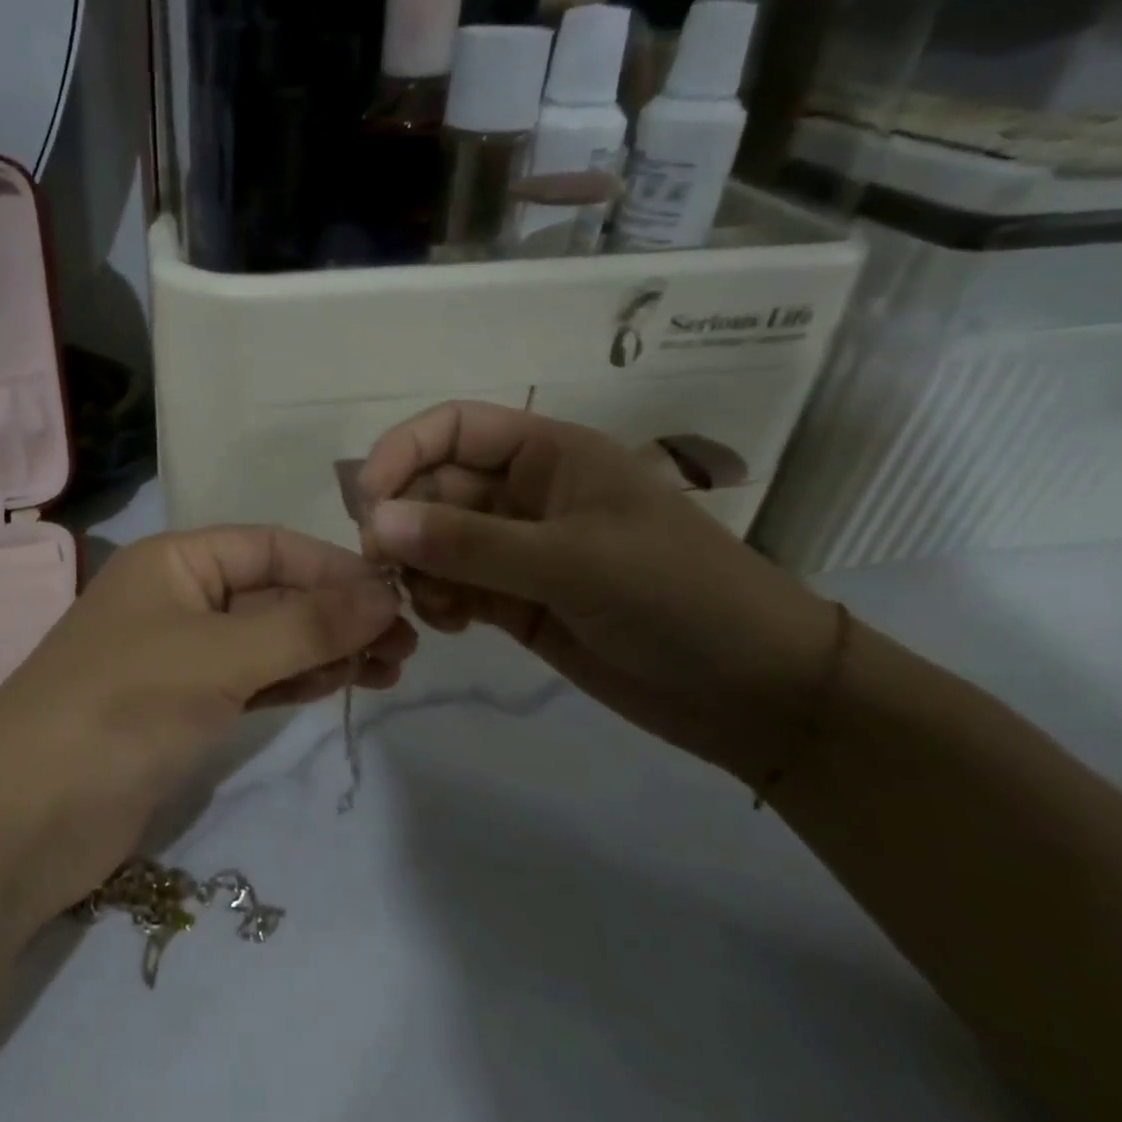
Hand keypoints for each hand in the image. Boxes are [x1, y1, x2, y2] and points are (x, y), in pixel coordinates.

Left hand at [0, 527, 414, 911]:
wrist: (24, 818)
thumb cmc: (121, 707)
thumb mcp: (218, 656)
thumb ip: (304, 624)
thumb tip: (385, 593)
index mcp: (176, 561)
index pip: (272, 548)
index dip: (335, 569)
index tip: (397, 598)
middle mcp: (179, 598)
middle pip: (275, 593)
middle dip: (338, 613)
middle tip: (406, 644)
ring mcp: (181, 656)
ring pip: (269, 639)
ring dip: (326, 648)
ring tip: (391, 666)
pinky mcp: (184, 709)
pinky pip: (254, 680)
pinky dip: (296, 680)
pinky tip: (343, 682)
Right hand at [358, 402, 837, 784]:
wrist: (754, 693)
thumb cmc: (676, 598)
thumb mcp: (570, 562)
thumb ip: (467, 542)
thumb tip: (374, 521)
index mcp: (549, 454)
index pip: (454, 428)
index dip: (403, 451)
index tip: (366, 501)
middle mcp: (526, 493)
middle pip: (435, 487)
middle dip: (404, 523)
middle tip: (385, 570)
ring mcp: (519, 549)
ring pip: (436, 541)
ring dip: (418, 568)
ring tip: (432, 607)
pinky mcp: (516, 599)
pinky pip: (453, 586)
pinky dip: (438, 600)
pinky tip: (449, 625)